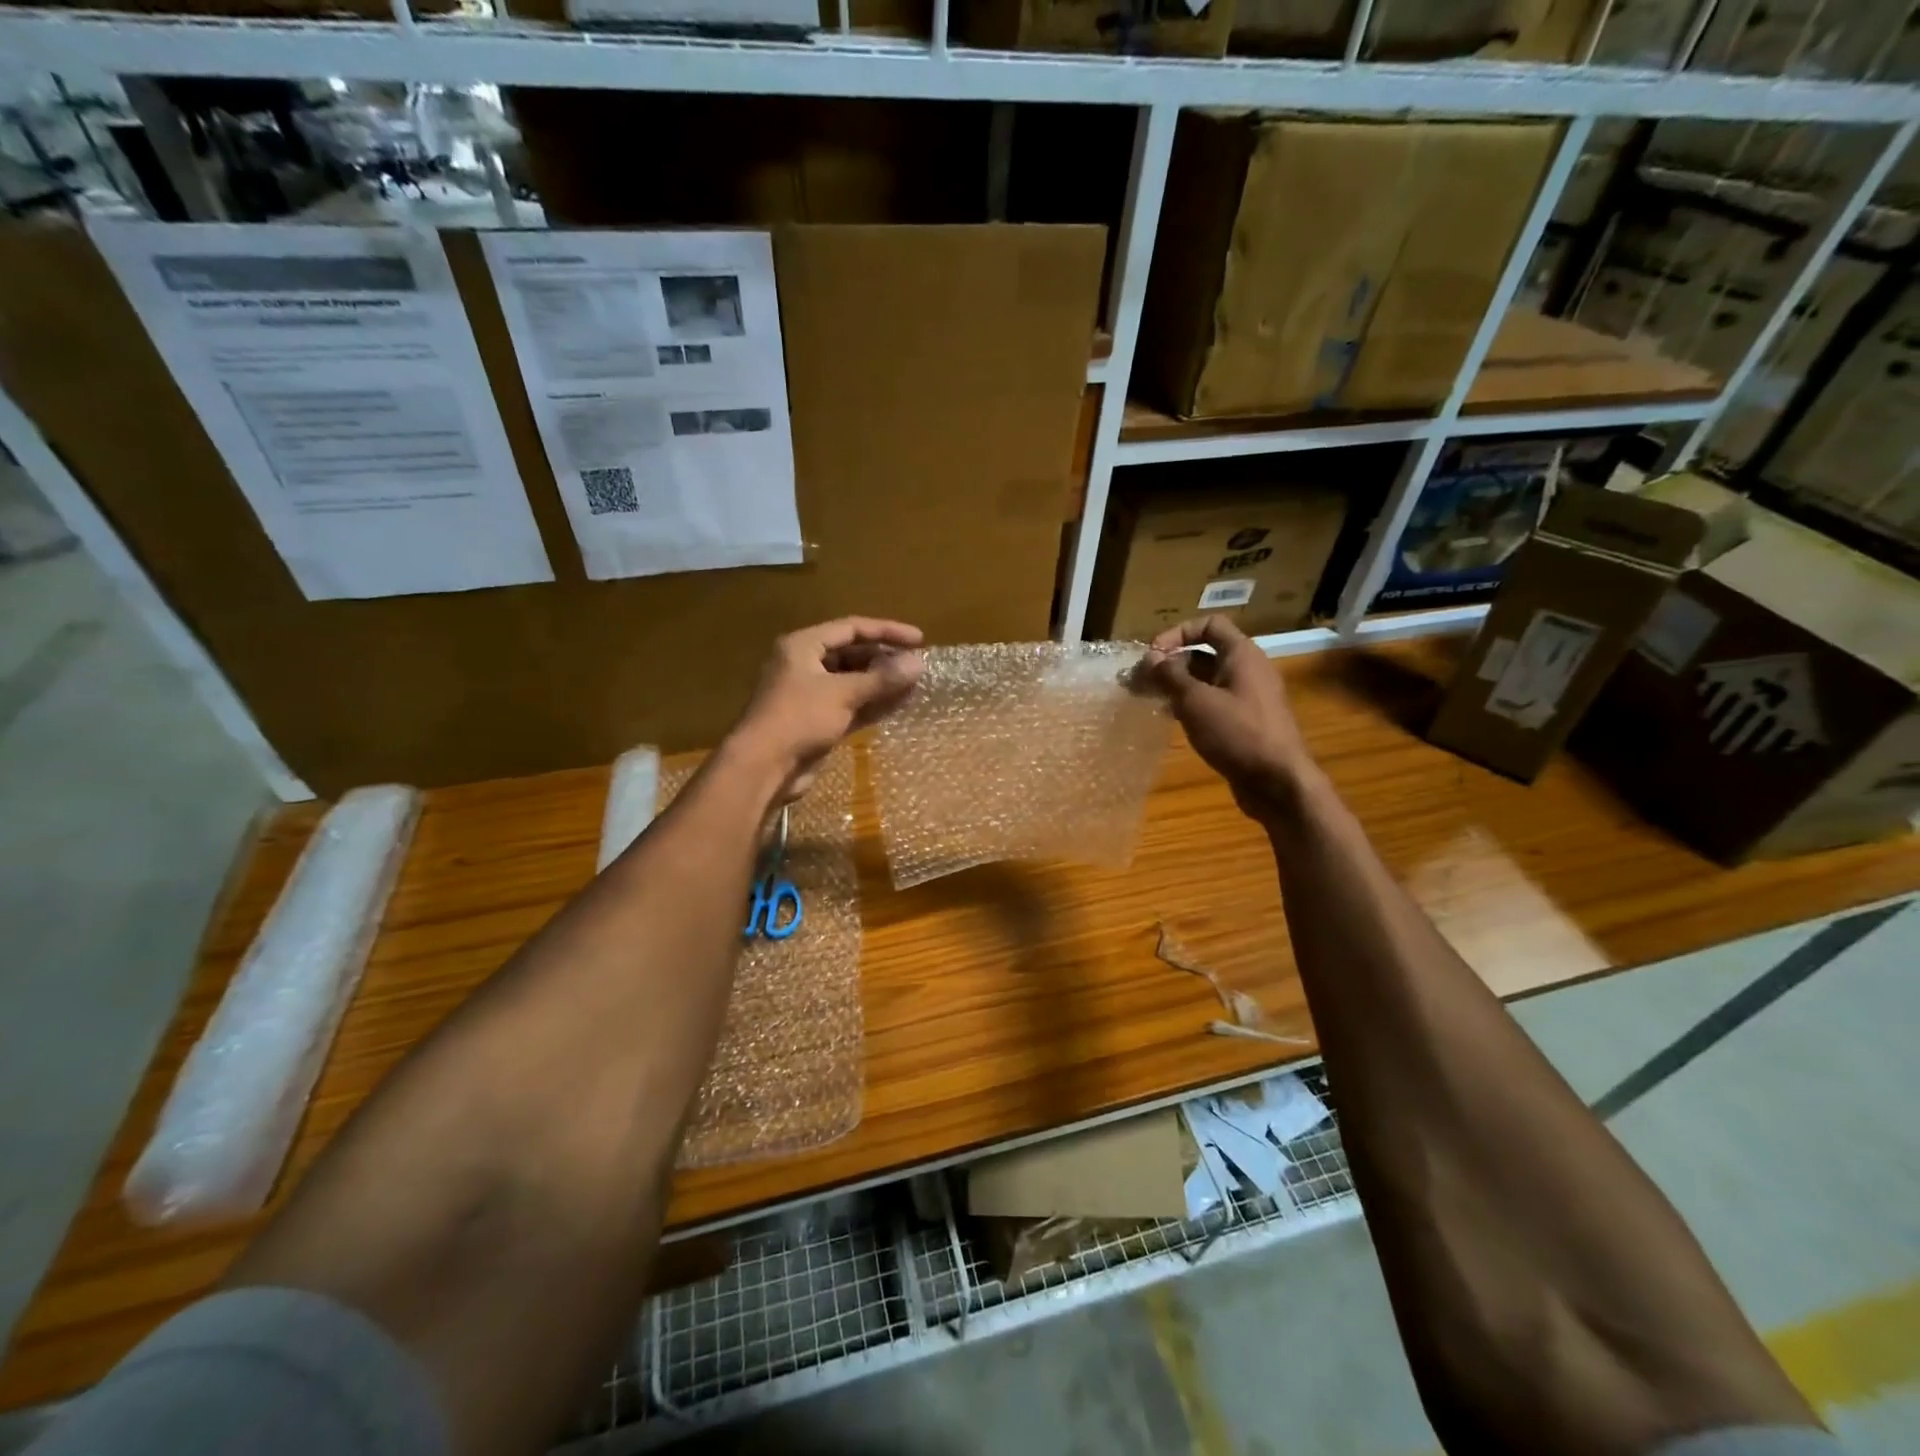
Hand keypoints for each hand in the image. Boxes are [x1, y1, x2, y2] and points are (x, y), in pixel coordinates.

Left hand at [728, 617, 923, 800]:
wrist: (764, 767)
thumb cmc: (799, 718)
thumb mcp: (842, 693)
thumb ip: (882, 678)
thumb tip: (919, 663)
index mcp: (803, 646)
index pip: (851, 628)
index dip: (887, 631)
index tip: (919, 639)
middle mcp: (805, 665)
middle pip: (852, 654)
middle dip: (885, 659)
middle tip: (917, 665)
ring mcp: (811, 695)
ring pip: (853, 681)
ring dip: (882, 683)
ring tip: (915, 684)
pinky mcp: (818, 721)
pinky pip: (851, 705)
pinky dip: (873, 703)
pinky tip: (899, 704)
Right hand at [1144, 616, 1313, 819]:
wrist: (1277, 781)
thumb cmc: (1237, 733)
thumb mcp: (1196, 701)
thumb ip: (1170, 676)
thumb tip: (1151, 657)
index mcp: (1242, 655)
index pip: (1209, 625)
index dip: (1178, 632)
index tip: (1153, 654)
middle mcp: (1248, 670)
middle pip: (1205, 653)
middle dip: (1171, 663)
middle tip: (1140, 680)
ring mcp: (1249, 697)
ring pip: (1207, 681)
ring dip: (1177, 685)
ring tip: (1149, 698)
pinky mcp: (1246, 722)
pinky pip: (1214, 702)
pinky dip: (1191, 704)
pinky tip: (1170, 718)